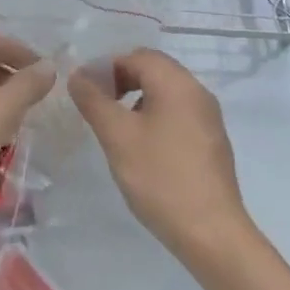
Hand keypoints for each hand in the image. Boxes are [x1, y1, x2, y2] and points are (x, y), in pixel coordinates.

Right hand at [69, 49, 252, 264]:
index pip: (137, 56)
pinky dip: (154, 117)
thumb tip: (78, 75)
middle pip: (153, 70)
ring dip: (136, 99)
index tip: (84, 91)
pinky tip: (140, 147)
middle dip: (120, 80)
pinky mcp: (211, 142)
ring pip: (165, 92)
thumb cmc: (160, 177)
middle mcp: (198, 92)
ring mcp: (208, 118)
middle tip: (96, 106)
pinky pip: (177, 114)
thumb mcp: (117, 136)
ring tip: (115, 127)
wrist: (211, 233)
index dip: (106, 66)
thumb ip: (93, 100)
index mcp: (177, 83)